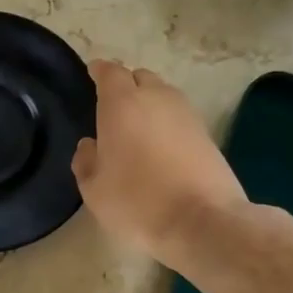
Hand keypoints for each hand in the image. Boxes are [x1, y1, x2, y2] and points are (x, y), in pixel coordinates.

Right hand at [72, 61, 248, 267]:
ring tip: (137, 127)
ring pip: (163, 95)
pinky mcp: (207, 133)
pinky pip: (179, 116)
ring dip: (149, 103)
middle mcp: (156, 98)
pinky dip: (167, 122)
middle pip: (139, 77)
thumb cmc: (137, 202)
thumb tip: (90, 145)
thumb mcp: (94, 189)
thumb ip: (85, 161)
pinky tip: (160, 146)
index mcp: (122, 104)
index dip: (99, 71)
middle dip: (125, 85)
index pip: (109, 72)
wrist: (202, 221)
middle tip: (112, 107)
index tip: (92, 74)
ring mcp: (186, 113)